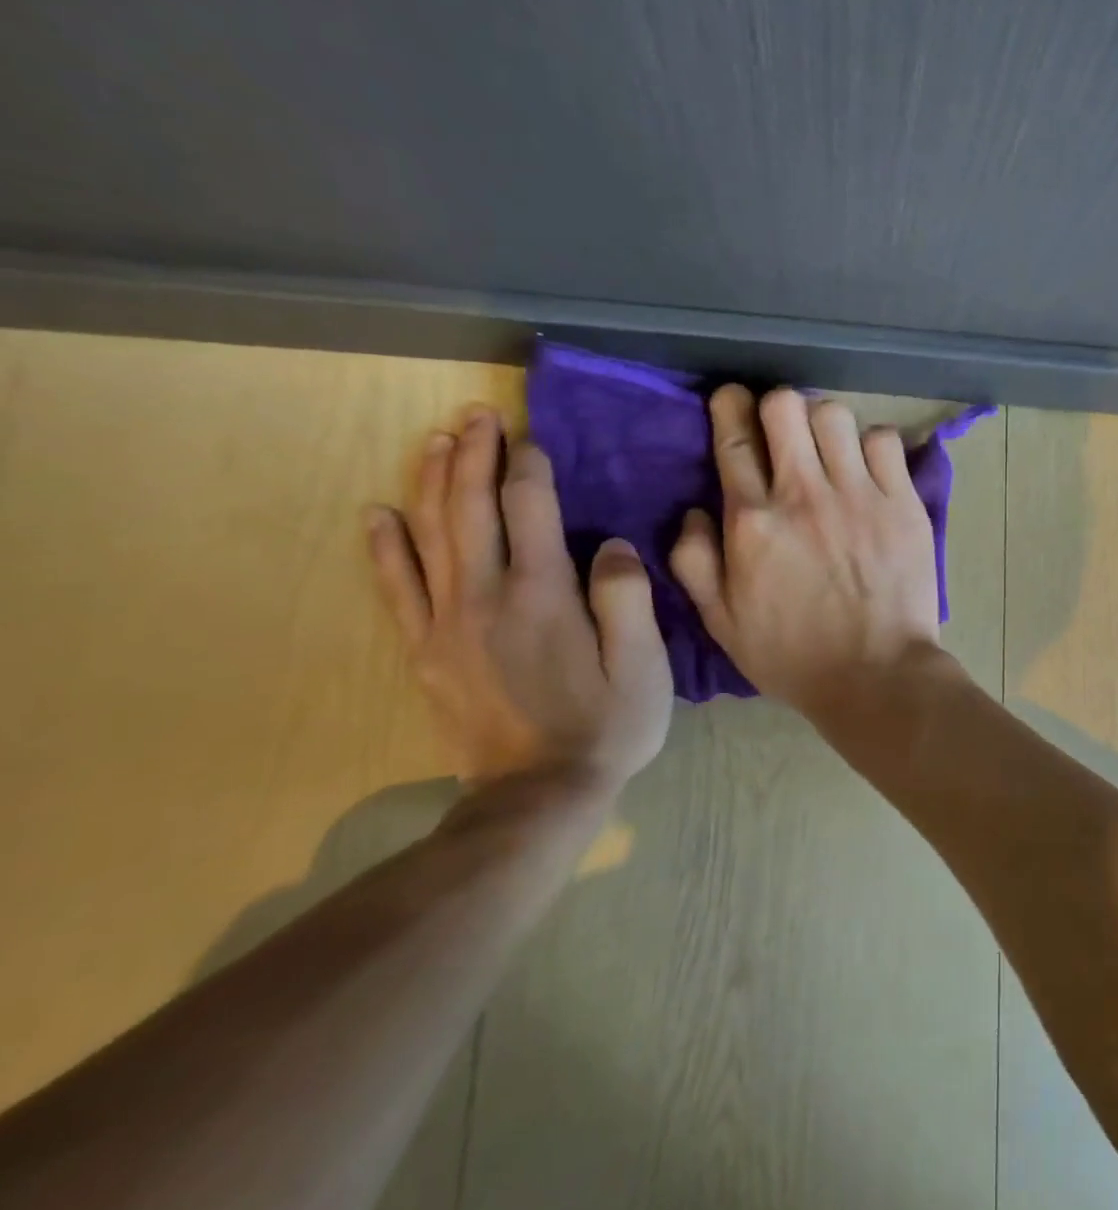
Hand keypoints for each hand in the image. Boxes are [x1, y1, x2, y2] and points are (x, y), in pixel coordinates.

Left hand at [365, 407, 673, 787]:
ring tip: (438, 440)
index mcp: (544, 593)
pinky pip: (398, 587)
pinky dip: (386, 546)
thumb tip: (610, 543)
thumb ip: (627, 596)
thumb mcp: (644, 664)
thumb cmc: (607, 725)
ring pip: (431, 534)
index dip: (530, 465)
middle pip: (472, 507)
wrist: (538, 795)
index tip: (532, 436)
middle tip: (478, 414)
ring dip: (433, 481)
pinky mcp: (426, 651)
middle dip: (475, 454)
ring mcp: (447, 623)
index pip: (530, 507)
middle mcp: (487, 595)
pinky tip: (380, 514)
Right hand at [669, 387, 943, 719]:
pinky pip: (885, 441)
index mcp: (752, 521)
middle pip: (785, 406)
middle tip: (783, 430)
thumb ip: (695, 561)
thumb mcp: (722, 622)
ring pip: (834, 414)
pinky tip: (869, 471)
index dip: (729, 406)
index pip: (733, 438)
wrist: (876, 674)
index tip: (732, 400)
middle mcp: (803, 494)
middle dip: (776, 407)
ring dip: (825, 425)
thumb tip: (696, 510)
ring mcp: (858, 494)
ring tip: (830, 451)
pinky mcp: (902, 503)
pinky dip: (873, 446)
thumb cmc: (793, 655)